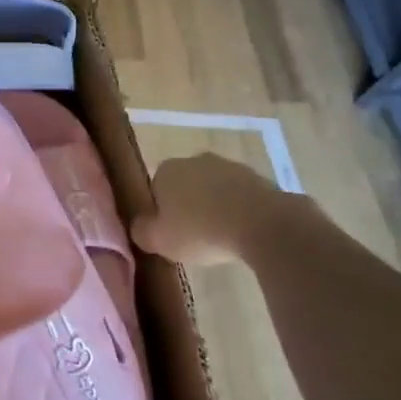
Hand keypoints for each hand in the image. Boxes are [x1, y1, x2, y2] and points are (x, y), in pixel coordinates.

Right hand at [132, 153, 330, 267]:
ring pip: (215, 189)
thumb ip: (142, 231)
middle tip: (195, 237)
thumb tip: (139, 226)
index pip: (155, 189)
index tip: (170, 234)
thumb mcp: (159, 240)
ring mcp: (229, 166)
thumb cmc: (201, 230)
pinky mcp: (258, 178)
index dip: (161, 213)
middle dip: (189, 206)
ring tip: (222, 238)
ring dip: (216, 207)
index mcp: (167, 170)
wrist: (261, 223)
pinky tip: (243, 233)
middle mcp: (195, 159)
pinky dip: (240, 211)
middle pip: (186, 186)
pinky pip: (241, 197)